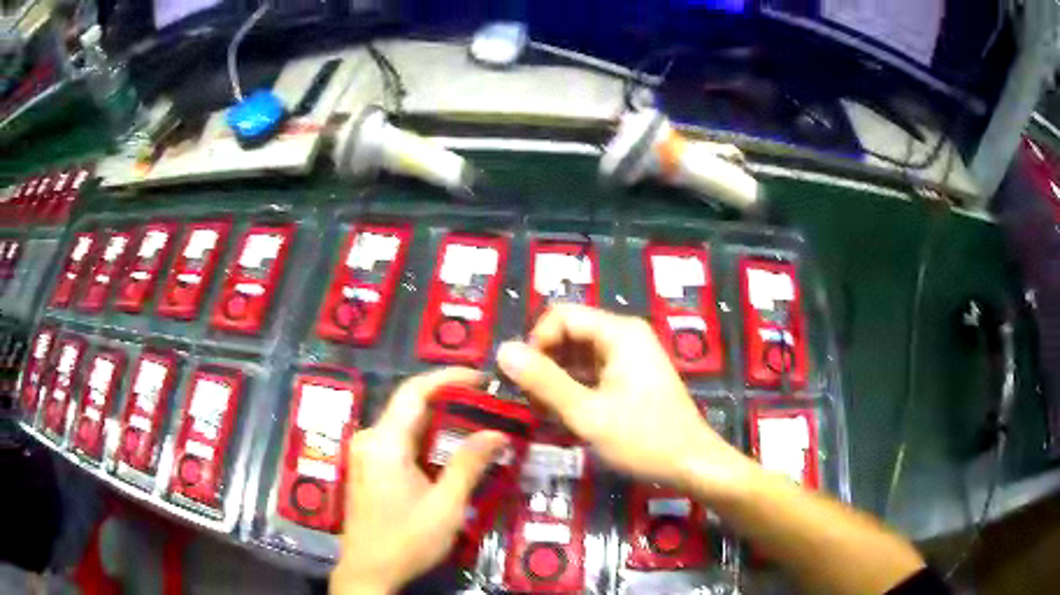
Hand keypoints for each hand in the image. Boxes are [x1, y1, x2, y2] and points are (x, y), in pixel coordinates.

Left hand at [331, 368, 507, 594]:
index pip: (414, 391)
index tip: (482, 377)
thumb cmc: (406, 540)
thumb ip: (469, 465)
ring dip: (439, 421)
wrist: (369, 571)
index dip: (449, 377)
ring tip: (477, 425)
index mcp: (384, 442)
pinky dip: (426, 439)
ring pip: (405, 423)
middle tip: (489, 405)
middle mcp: (369, 439)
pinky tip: (449, 450)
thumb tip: (497, 433)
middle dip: (450, 400)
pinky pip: (399, 440)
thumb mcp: (445, 506)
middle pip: (410, 405)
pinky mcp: (367, 466)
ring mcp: (364, 453)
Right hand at [497, 305, 756, 499]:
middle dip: (544, 365)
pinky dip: (573, 390)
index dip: (535, 343)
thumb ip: (544, 381)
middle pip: (568, 334)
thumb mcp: (587, 414)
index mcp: (619, 333)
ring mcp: (629, 357)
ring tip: (543, 414)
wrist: (692, 464)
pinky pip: (591, 373)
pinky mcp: (630, 378)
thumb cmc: (643, 438)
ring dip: (556, 381)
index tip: (522, 380)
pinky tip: (563, 417)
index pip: (561, 316)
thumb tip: (503, 350)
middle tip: (529, 402)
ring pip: (577, 356)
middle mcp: (624, 336)